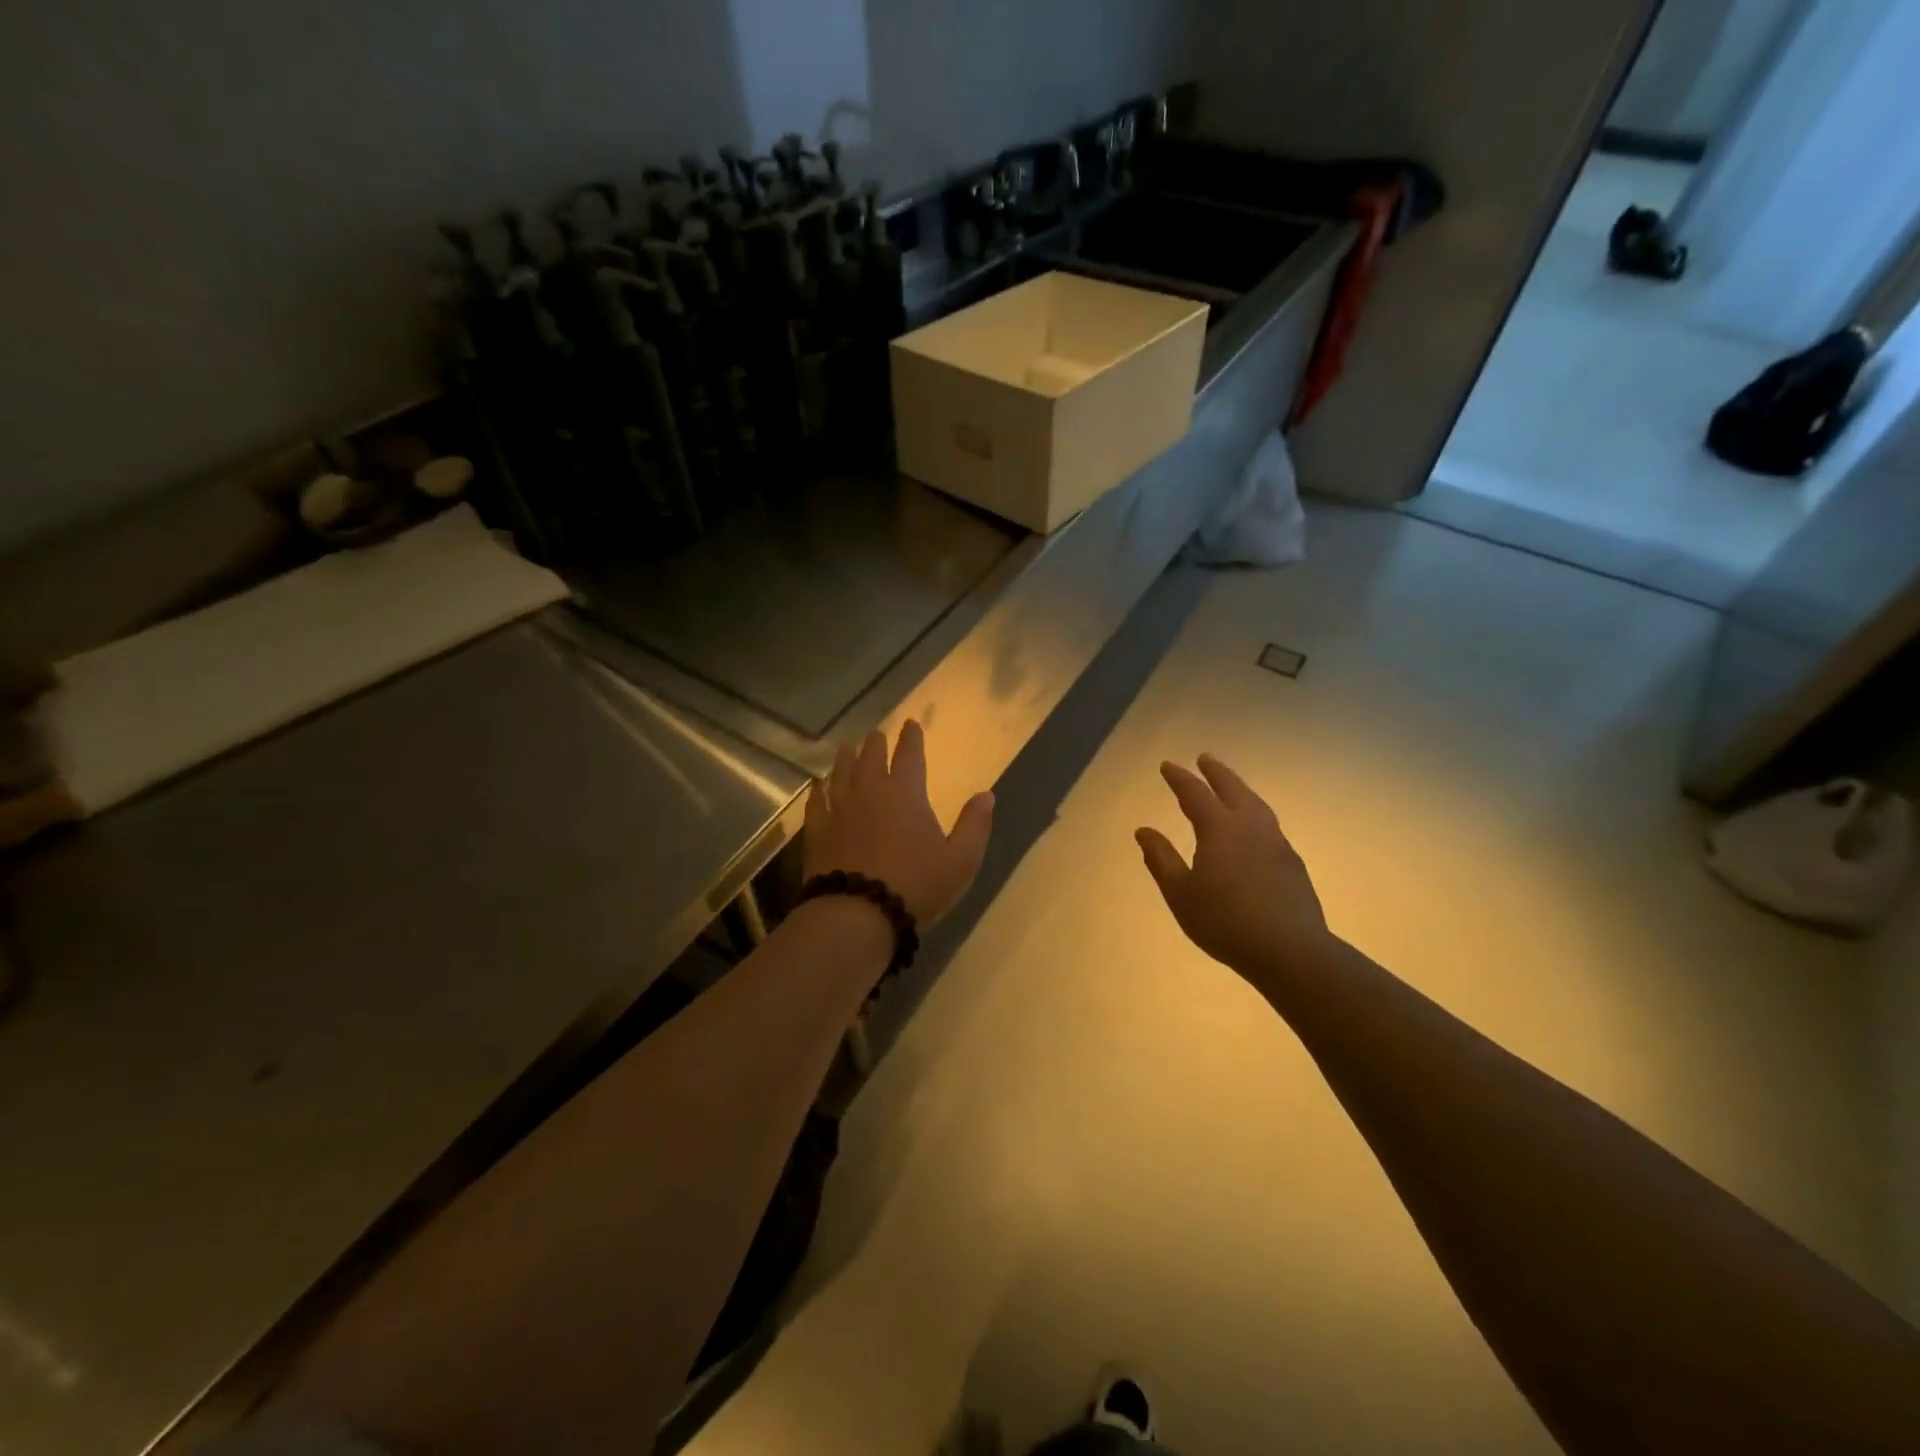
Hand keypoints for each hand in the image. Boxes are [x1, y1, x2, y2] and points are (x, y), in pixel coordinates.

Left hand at [803, 720, 994, 927]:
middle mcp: (869, 792)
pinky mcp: (817, 831)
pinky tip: (818, 788)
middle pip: (871, 758)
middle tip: (876, 735)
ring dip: (846, 758)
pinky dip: (819, 791)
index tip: (910, 724)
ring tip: (847, 749)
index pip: (909, 755)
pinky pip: (816, 802)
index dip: (911, 738)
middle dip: (876, 744)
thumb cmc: (915, 885)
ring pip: (841, 773)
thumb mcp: (960, 860)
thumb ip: (974, 825)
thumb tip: (986, 795)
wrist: (857, 914)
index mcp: (905, 794)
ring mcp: (839, 810)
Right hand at [1136, 754, 1332, 979]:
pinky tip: (1253, 829)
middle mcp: (1250, 827)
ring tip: (1231, 786)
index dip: (1179, 778)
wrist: (1289, 950)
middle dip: (1216, 772)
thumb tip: (1144, 830)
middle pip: (1232, 789)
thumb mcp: (1180, 893)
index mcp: (1220, 829)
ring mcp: (1276, 843)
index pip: (1195, 794)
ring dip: (1240, 789)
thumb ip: (1161, 859)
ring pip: (1256, 804)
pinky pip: (1269, 824)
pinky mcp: (1293, 863)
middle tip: (1204, 758)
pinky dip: (1254, 813)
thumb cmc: (1224, 921)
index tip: (1167, 766)